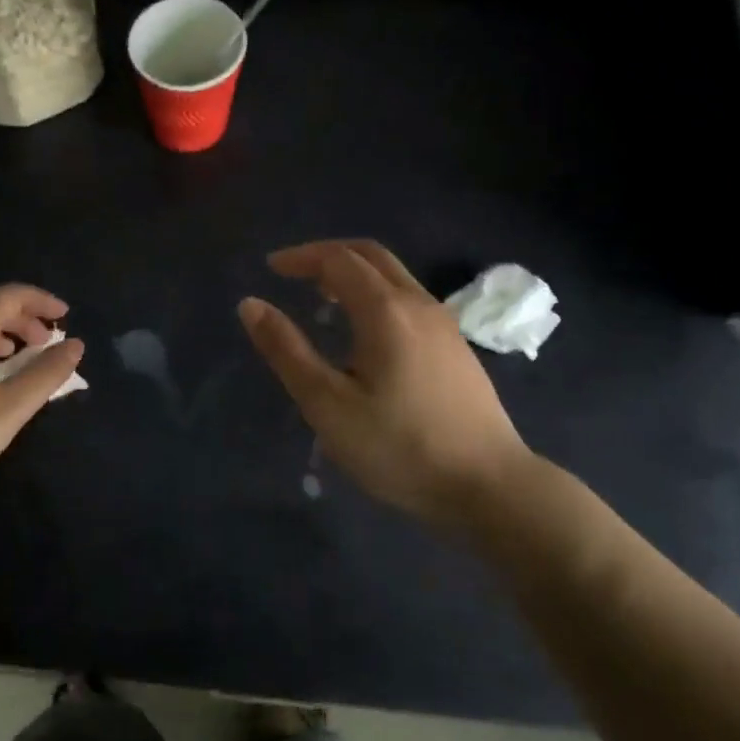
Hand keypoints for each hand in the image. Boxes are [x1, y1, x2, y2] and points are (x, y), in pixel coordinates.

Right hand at [239, 240, 531, 524]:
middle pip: (371, 256)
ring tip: (321, 299)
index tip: (271, 268)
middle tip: (294, 273)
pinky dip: (376, 294)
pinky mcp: (456, 347)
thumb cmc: (399, 446)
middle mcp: (418, 304)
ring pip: (394, 276)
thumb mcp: (328, 404)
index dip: (301, 257)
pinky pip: (408, 299)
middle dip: (328, 255)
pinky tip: (364, 332)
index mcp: (385, 311)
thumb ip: (287, 351)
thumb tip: (250, 304)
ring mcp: (444, 324)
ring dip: (354, 274)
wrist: (488, 485)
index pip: (338, 259)